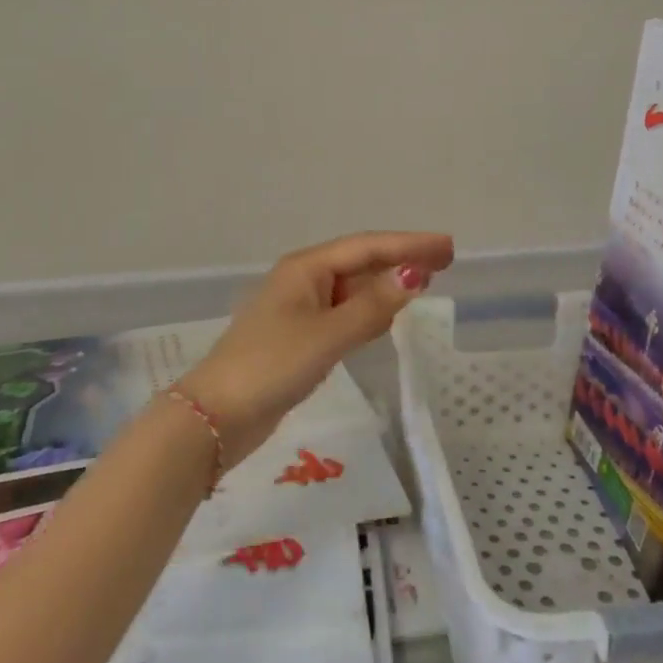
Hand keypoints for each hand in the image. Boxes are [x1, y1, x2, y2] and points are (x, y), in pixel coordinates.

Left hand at [177, 231, 454, 466]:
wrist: (215, 418)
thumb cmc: (271, 366)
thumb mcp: (327, 335)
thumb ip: (372, 307)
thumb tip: (415, 274)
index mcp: (307, 268)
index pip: (367, 247)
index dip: (409, 244)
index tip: (447, 247)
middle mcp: (304, 280)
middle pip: (360, 262)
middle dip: (401, 259)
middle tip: (445, 259)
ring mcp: (299, 310)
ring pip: (352, 288)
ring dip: (386, 284)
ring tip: (424, 281)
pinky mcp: (299, 338)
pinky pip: (343, 313)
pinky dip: (368, 310)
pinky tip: (385, 317)